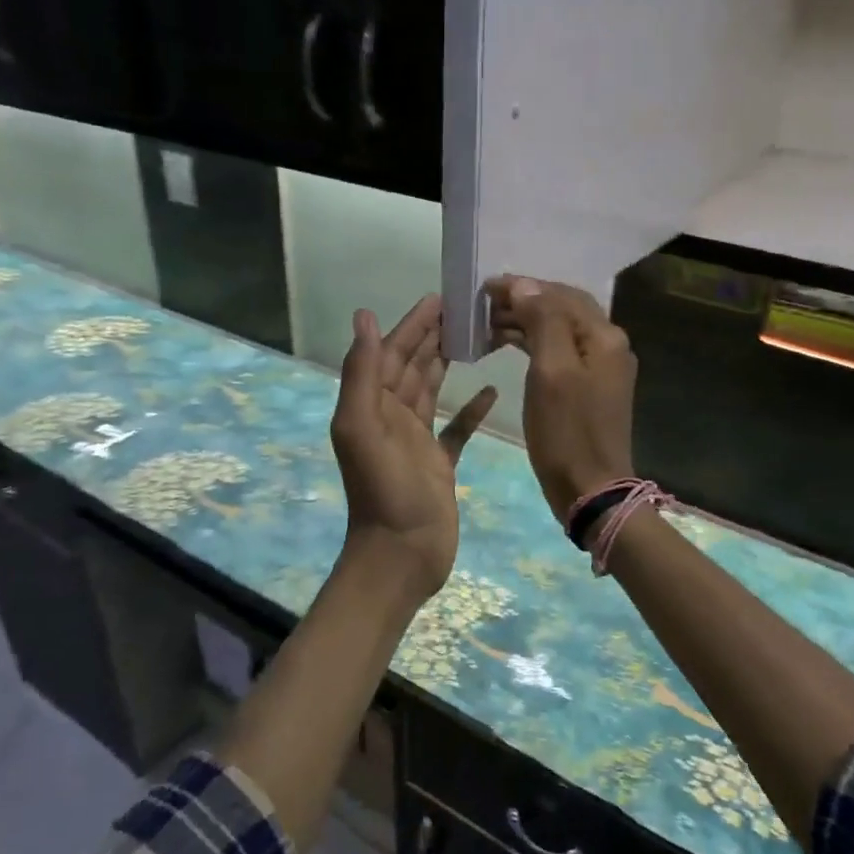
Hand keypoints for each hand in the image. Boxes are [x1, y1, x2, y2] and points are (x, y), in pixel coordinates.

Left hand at [331, 296, 497, 603]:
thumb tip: (364, 317)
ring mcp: (415, 441)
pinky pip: (455, 428)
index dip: (412, 324)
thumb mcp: (364, 427)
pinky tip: (492, 391)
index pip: (390, 353)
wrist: (402, 555)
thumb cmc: (386, 491)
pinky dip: (471, 410)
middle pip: (412, 366)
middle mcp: (390, 417)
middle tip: (467, 310)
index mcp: (370, 406)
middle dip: (433, 336)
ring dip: (448, 363)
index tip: (440, 298)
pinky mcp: (438, 463)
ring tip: (477, 339)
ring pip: (431, 390)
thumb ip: (362, 373)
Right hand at [484, 277, 636, 524]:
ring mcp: (601, 366)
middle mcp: (608, 344)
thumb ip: (542, 322)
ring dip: (525, 321)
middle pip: (562, 308)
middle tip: (482, 305)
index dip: (522, 287)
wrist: (591, 489)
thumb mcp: (551, 372)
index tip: (484, 288)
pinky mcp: (590, 386)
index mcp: (603, 336)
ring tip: (487, 324)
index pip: (559, 294)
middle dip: (523, 300)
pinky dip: (533, 343)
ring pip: (559, 329)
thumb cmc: (567, 432)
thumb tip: (524, 286)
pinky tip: (508, 344)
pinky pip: (559, 350)